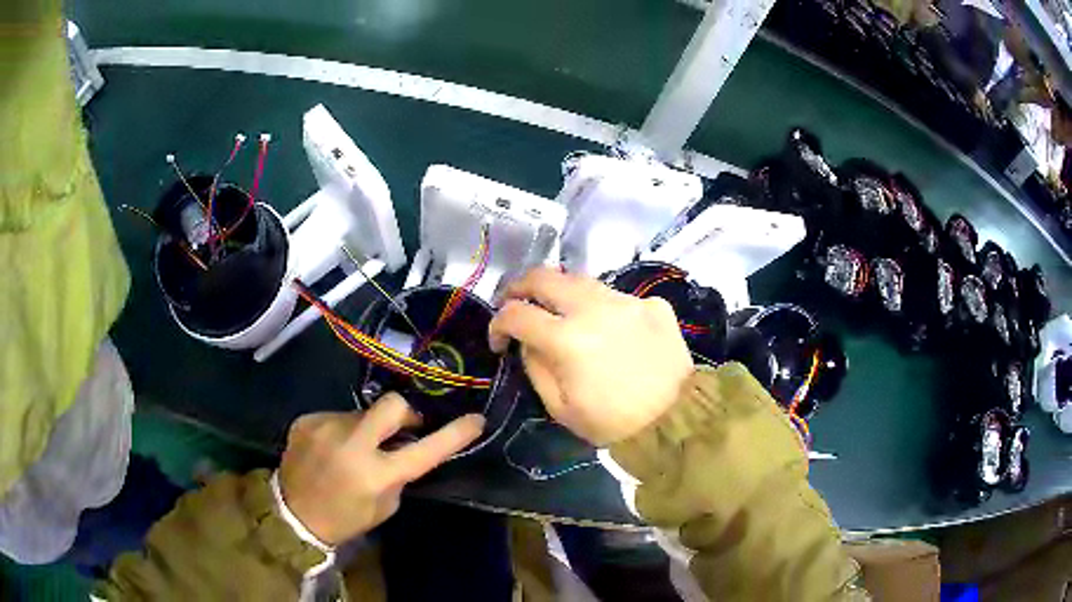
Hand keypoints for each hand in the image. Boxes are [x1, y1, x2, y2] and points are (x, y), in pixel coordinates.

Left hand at [278, 393, 483, 544]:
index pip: (425, 450)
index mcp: (376, 475)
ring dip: (367, 428)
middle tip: (403, 428)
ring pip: (362, 412)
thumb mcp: (384, 505)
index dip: (454, 434)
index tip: (476, 419)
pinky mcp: (307, 420)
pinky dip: (341, 430)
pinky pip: (337, 417)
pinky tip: (330, 449)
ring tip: (353, 449)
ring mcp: (326, 427)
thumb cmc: (345, 517)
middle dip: (405, 412)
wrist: (292, 514)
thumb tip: (404, 445)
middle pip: (392, 404)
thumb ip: (398, 474)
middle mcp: (351, 445)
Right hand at [489, 268, 692, 445]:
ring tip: (559, 312)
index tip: (499, 339)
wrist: (676, 420)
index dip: (498, 323)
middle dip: (520, 286)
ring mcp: (627, 300)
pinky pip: (616, 296)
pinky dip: (602, 308)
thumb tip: (528, 342)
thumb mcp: (560, 408)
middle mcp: (595, 308)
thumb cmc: (613, 424)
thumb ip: (536, 367)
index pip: (516, 313)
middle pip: (544, 276)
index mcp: (567, 340)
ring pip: (581, 280)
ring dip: (561, 293)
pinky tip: (608, 330)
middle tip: (515, 302)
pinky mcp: (652, 304)